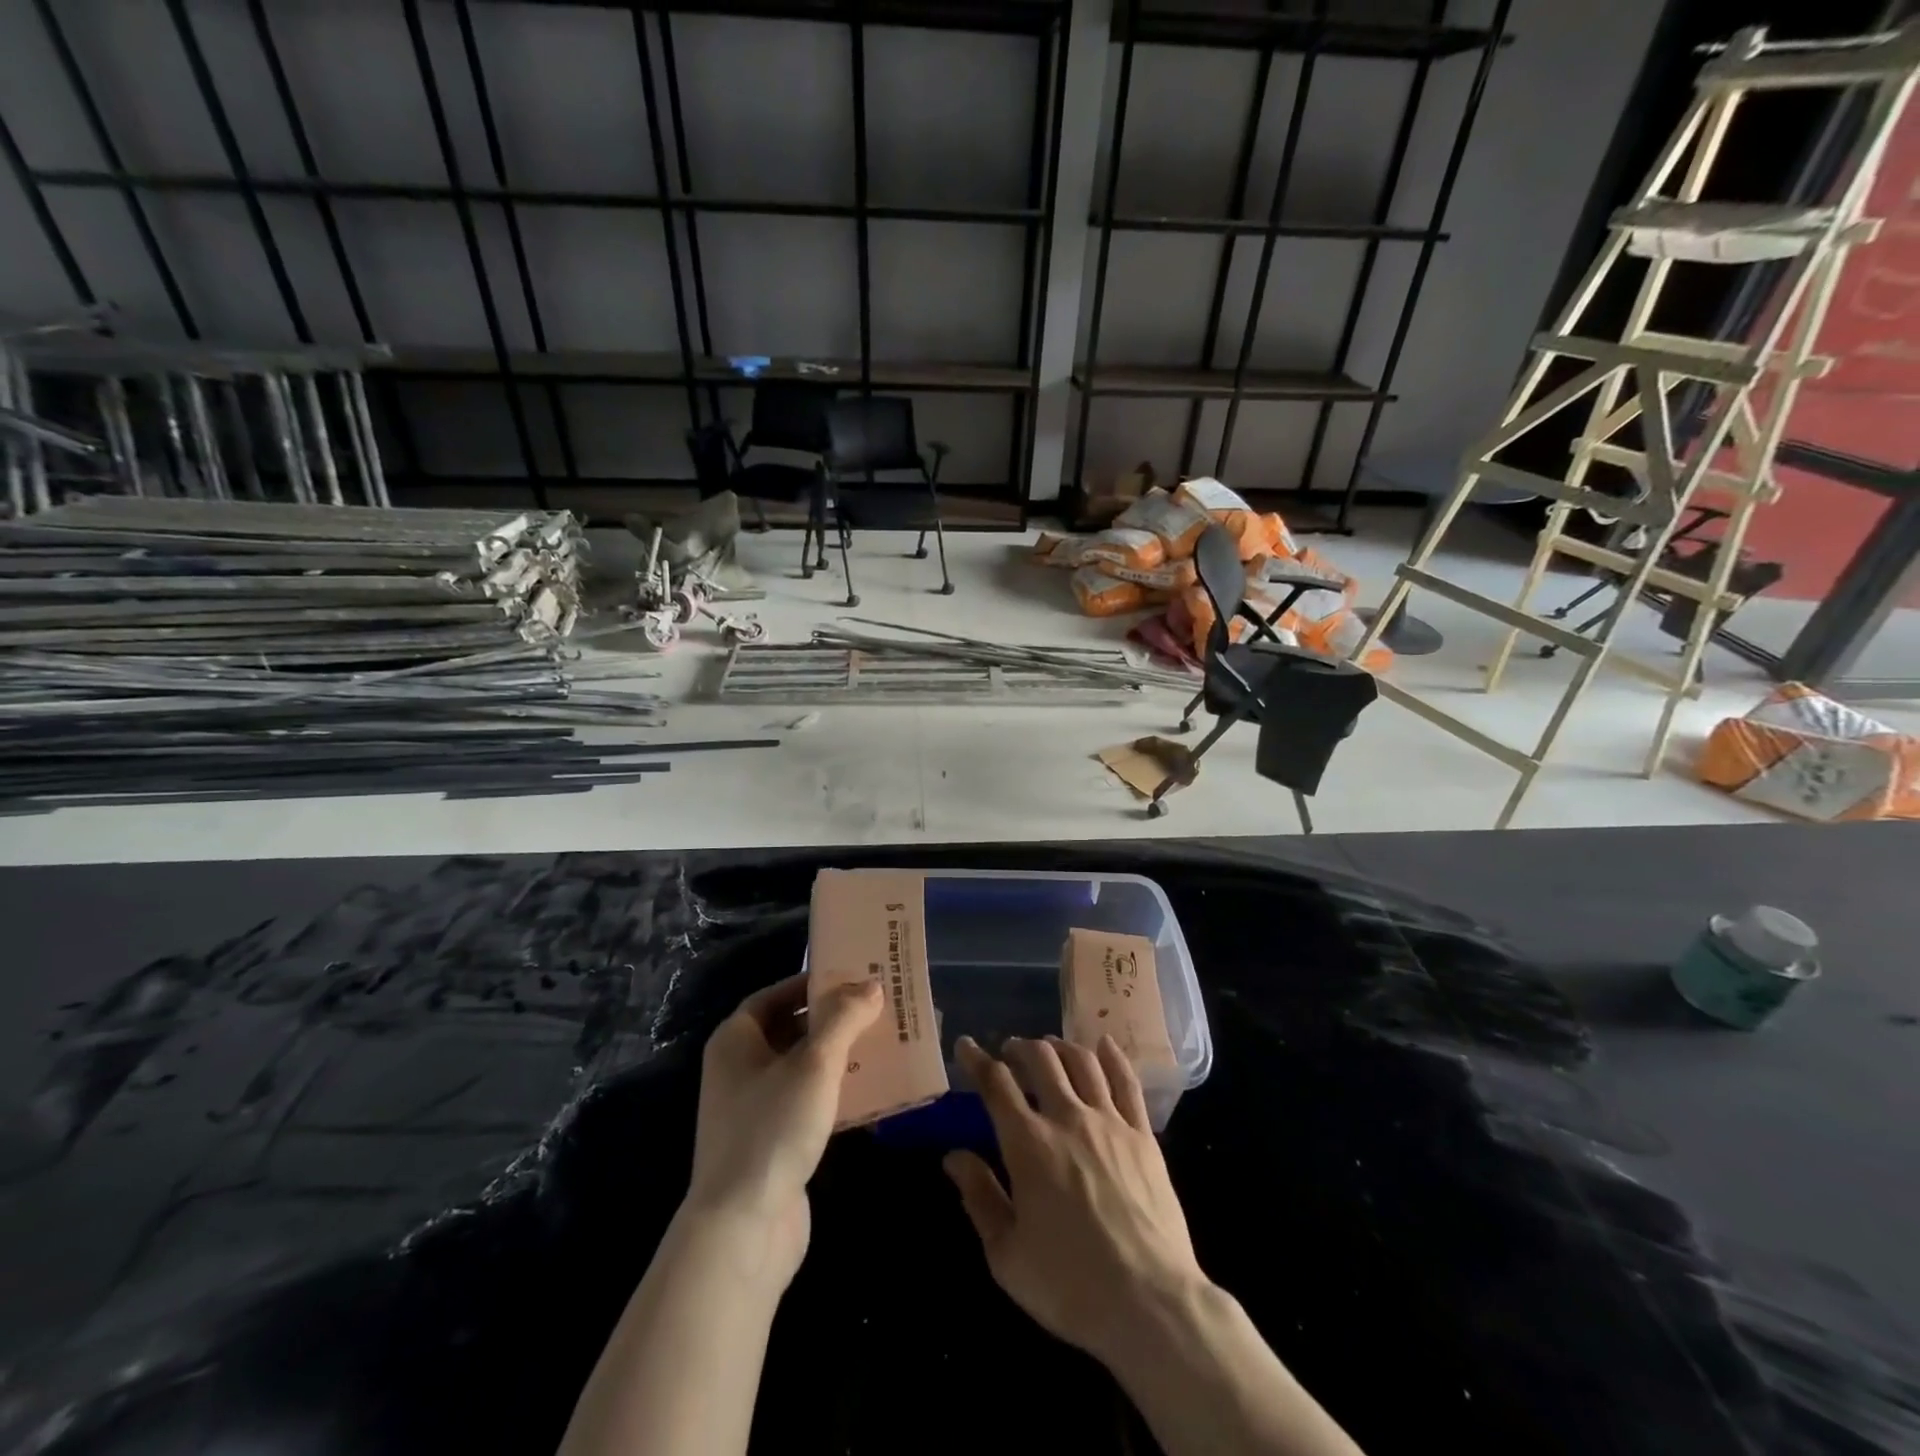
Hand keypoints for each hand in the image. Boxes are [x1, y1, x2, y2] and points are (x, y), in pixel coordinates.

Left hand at [686, 973, 882, 1287]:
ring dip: (841, 1054)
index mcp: (736, 1040)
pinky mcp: (774, 1142)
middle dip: (834, 1018)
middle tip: (878, 1006)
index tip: (853, 976)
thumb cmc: (773, 1129)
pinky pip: (810, 1101)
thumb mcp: (815, 1063)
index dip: (812, 983)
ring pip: (804, 1066)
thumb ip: (843, 1018)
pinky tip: (875, 1089)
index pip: (775, 995)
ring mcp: (755, 1108)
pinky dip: (838, 1091)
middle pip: (791, 1029)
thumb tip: (870, 984)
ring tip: (885, 1041)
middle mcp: (740, 1068)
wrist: (743, 1230)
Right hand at [944, 1034, 1206, 1367]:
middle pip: (1041, 1060)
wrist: (1149, 1303)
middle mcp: (1067, 1118)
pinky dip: (1113, 1056)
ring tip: (1049, 1047)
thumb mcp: (1006, 1255)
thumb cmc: (1069, 1285)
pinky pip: (1127, 1082)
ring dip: (1060, 1046)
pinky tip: (1104, 1045)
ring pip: (1082, 1062)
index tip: (966, 1045)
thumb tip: (953, 1157)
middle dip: (1020, 1047)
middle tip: (1010, 1050)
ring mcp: (1109, 1122)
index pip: (996, 1084)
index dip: (977, 1059)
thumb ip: (979, 1198)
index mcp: (1028, 1144)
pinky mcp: (1143, 1135)